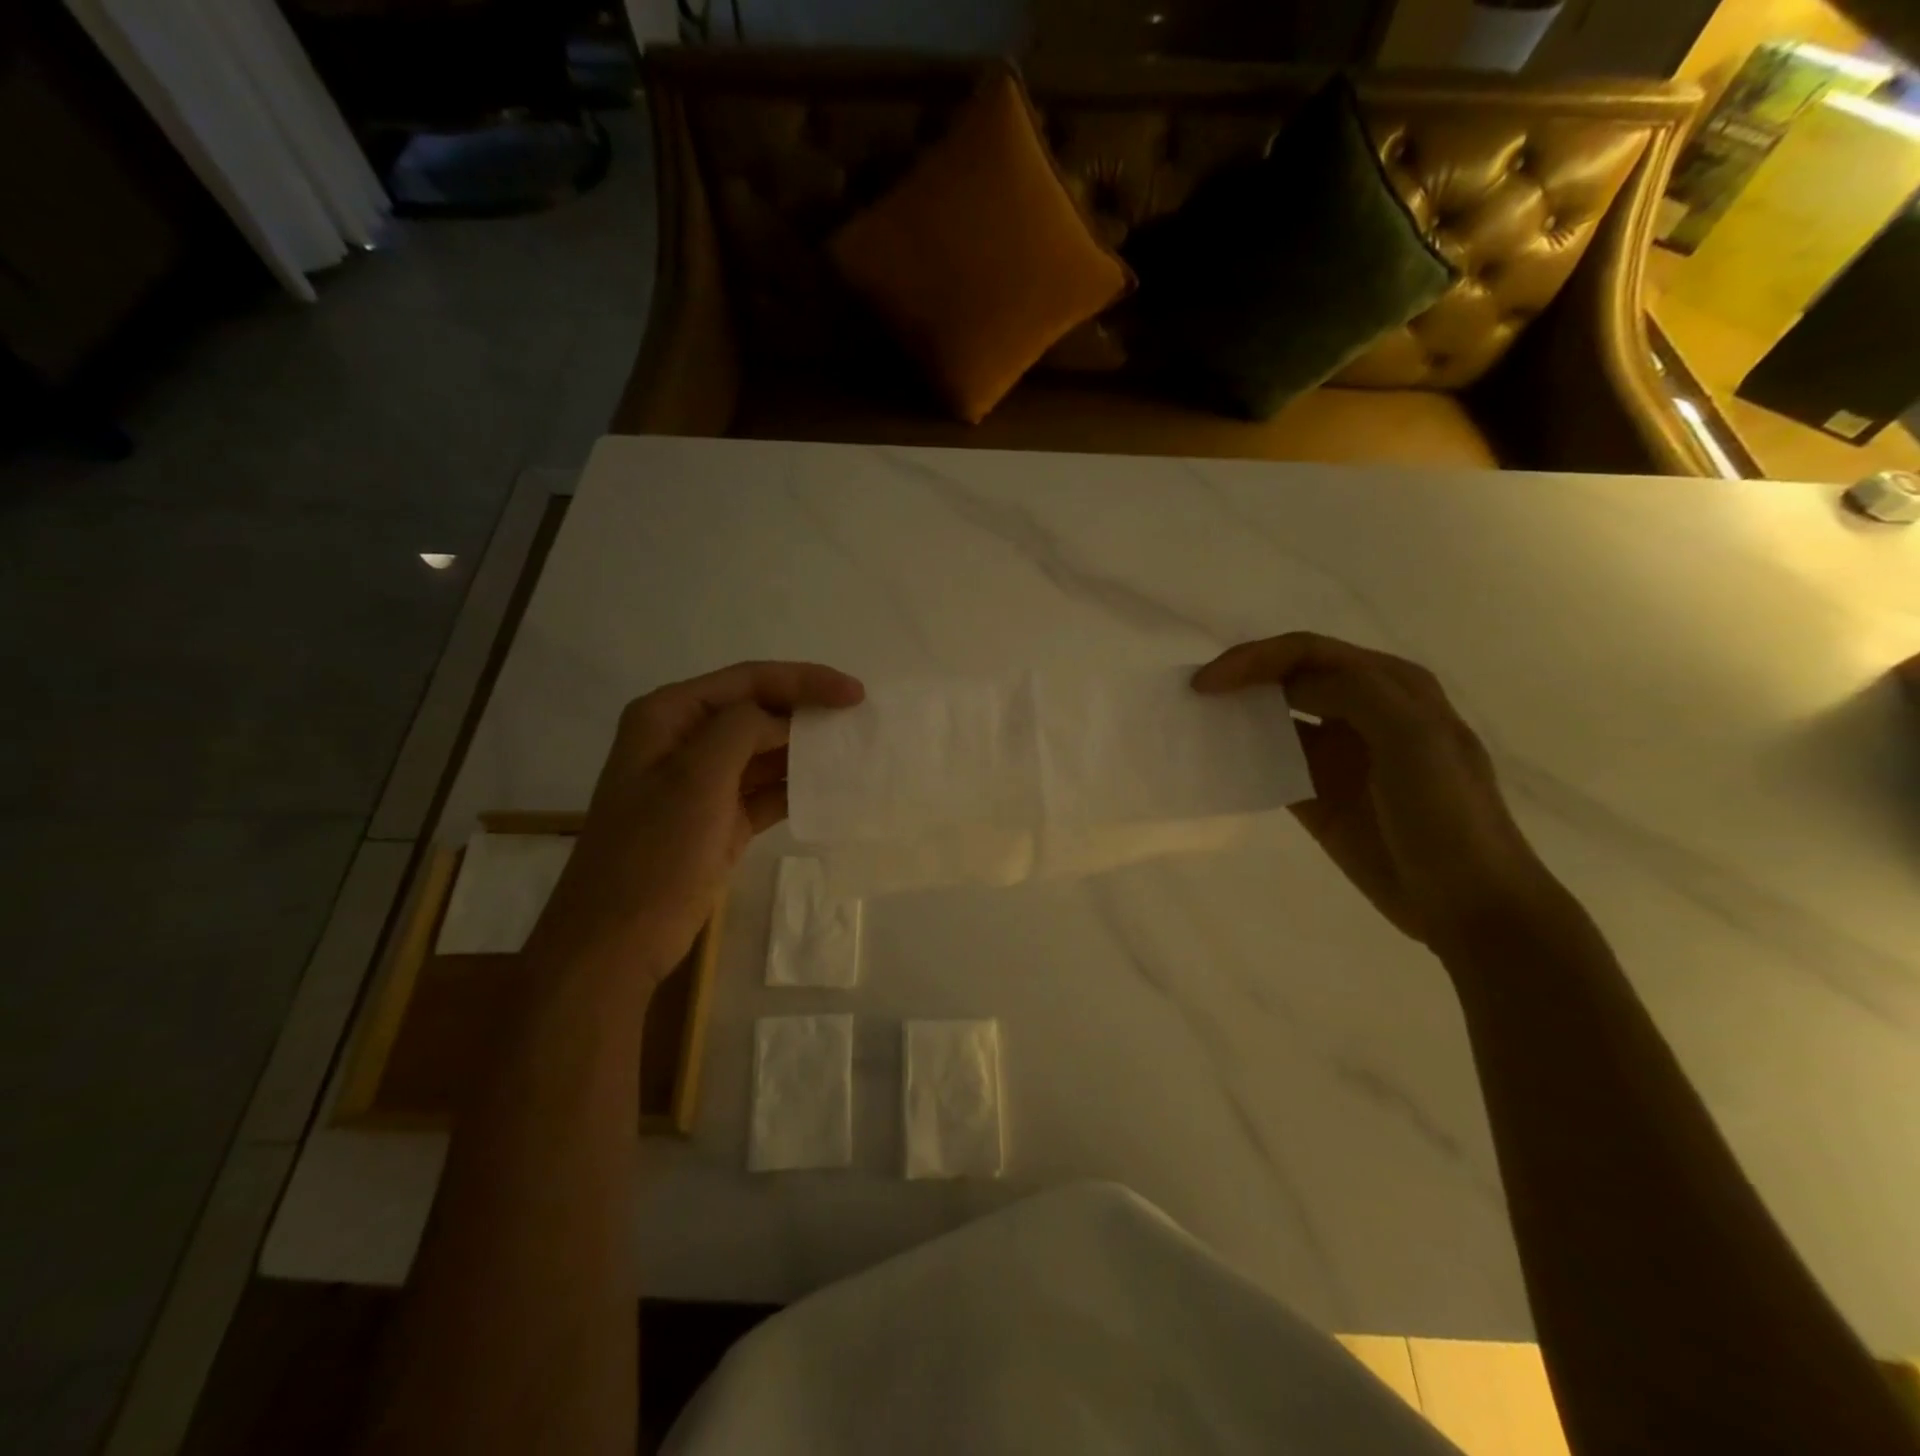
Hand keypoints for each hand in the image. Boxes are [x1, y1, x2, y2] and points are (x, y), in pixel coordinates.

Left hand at [528, 661, 864, 979]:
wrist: (618, 940)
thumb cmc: (654, 851)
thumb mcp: (696, 777)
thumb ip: (742, 729)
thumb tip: (782, 719)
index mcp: (668, 715)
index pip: (747, 680)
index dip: (804, 680)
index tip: (854, 693)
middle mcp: (685, 740)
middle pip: (758, 711)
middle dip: (807, 712)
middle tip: (860, 719)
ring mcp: (702, 782)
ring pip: (765, 751)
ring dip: (806, 750)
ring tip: (854, 750)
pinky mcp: (720, 819)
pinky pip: (766, 791)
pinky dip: (797, 788)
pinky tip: (833, 789)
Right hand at [1194, 633, 1556, 945]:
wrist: (1468, 904)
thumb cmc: (1447, 815)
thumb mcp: (1413, 738)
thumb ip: (1354, 693)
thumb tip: (1284, 687)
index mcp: (1390, 686)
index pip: (1309, 652)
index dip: (1255, 659)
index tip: (1207, 684)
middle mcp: (1361, 710)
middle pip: (1289, 677)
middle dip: (1242, 678)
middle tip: (1194, 697)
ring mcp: (1338, 754)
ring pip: (1277, 717)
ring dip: (1239, 715)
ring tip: (1196, 724)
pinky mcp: (1318, 794)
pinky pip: (1272, 763)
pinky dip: (1243, 758)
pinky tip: (1216, 763)